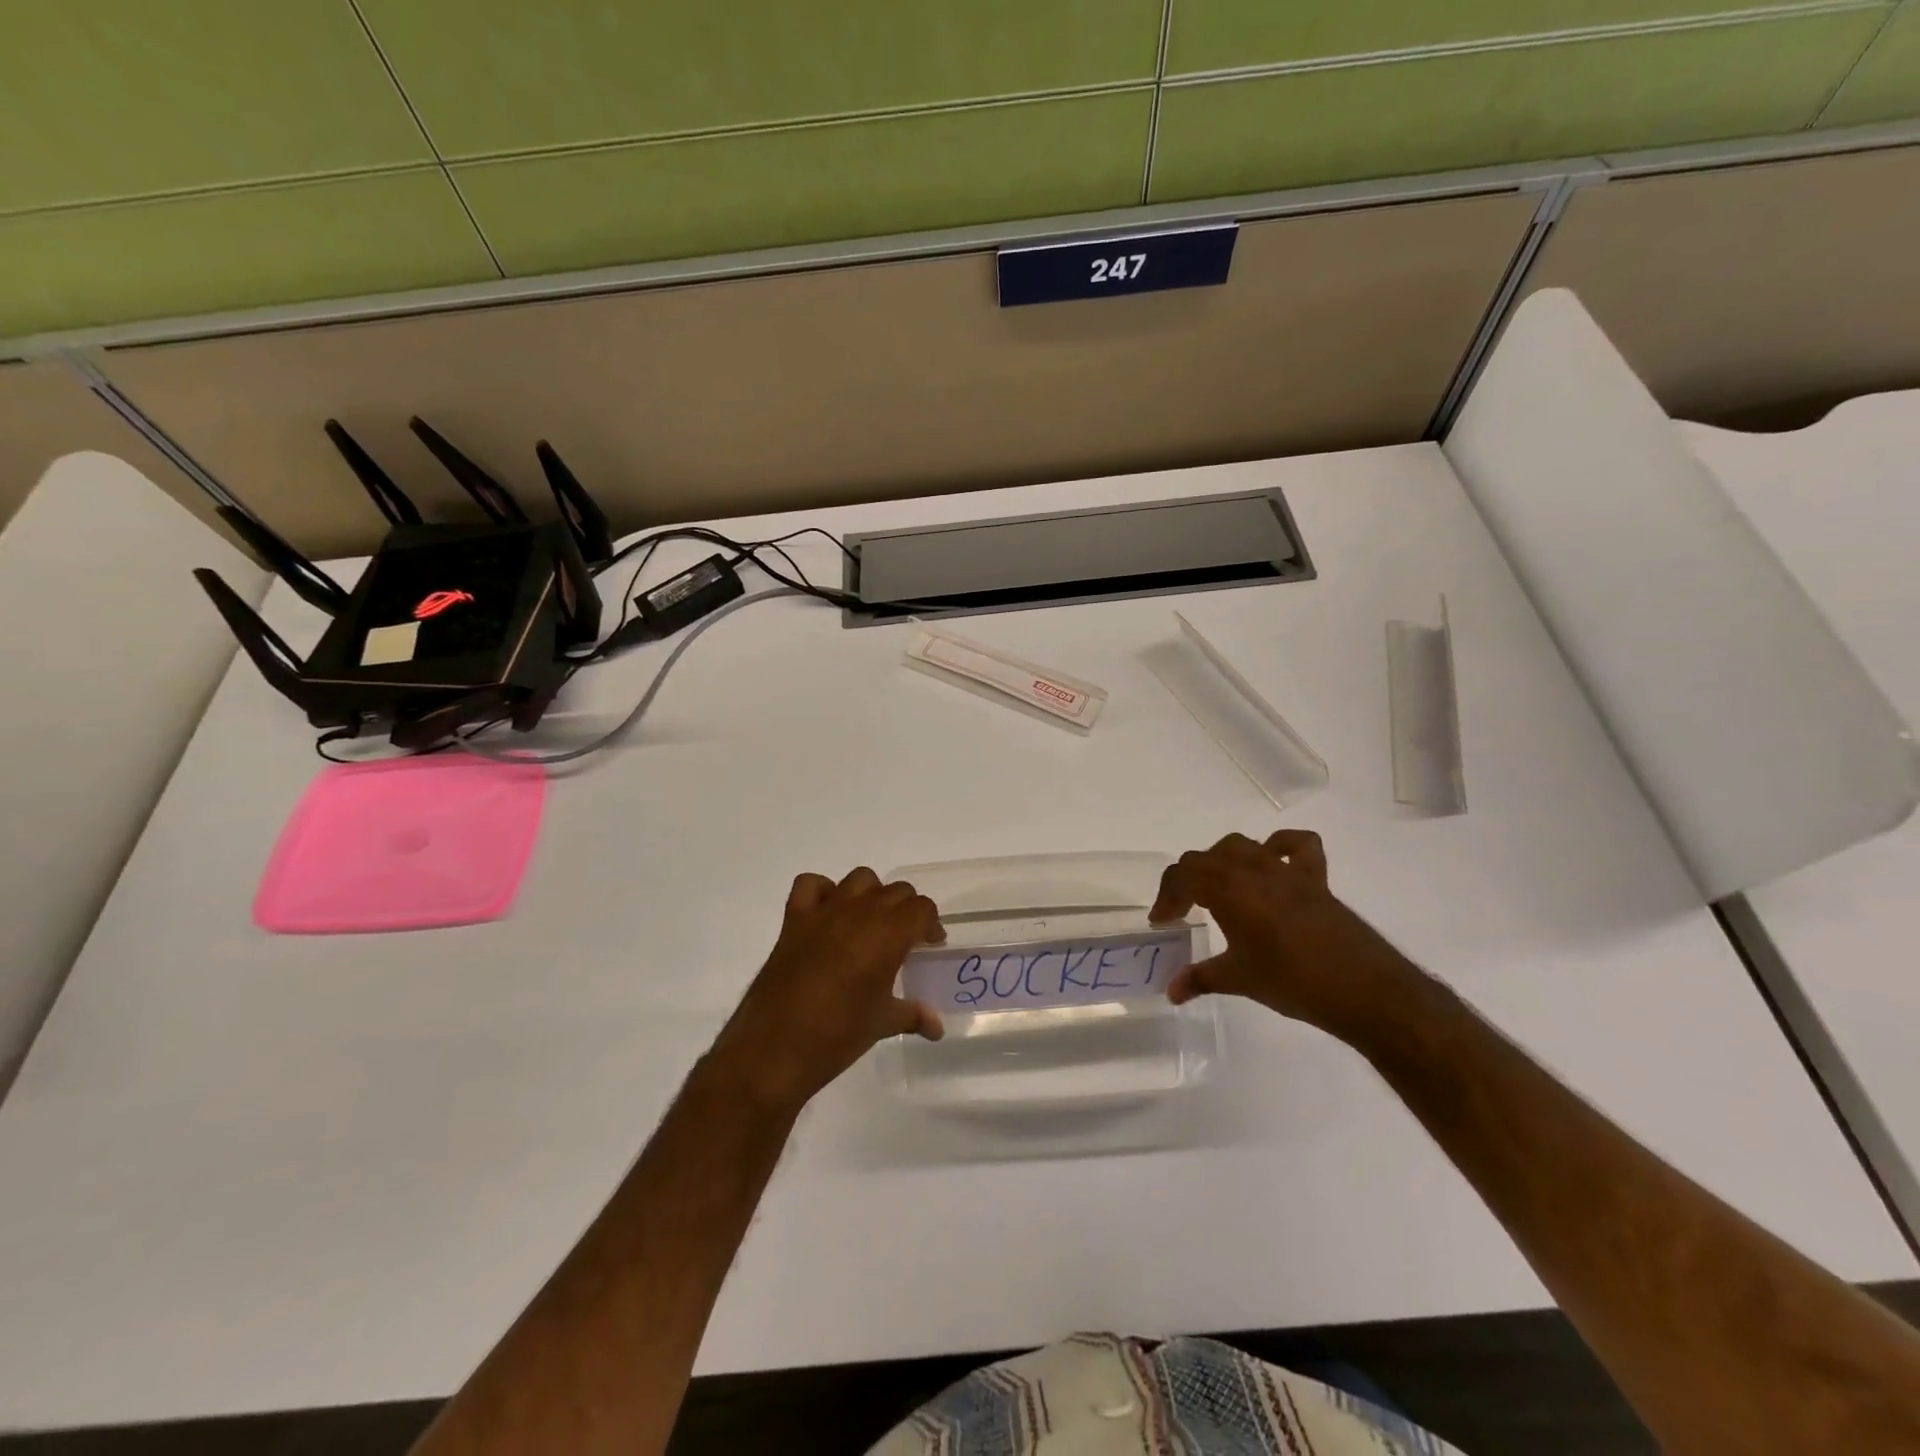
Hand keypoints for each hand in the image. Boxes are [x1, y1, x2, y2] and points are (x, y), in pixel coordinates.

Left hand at [708, 868, 944, 1113]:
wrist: (775, 1047)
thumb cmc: (838, 1035)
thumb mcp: (882, 1024)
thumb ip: (914, 1015)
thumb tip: (936, 1027)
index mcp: (888, 934)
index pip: (921, 908)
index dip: (930, 924)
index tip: (929, 944)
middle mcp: (860, 912)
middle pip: (896, 891)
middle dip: (906, 910)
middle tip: (904, 939)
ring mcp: (824, 911)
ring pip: (860, 879)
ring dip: (871, 894)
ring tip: (870, 923)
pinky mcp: (794, 919)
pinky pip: (812, 885)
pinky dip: (824, 892)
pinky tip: (828, 915)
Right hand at [1150, 830, 1422, 1039]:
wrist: (1363, 989)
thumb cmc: (1291, 981)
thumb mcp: (1237, 980)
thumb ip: (1199, 978)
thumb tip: (1171, 991)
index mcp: (1227, 889)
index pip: (1182, 877)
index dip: (1166, 897)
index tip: (1162, 922)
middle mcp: (1252, 869)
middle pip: (1204, 859)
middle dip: (1186, 881)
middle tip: (1182, 911)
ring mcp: (1286, 870)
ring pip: (1240, 846)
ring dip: (1220, 862)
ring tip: (1218, 889)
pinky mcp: (1315, 879)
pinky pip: (1297, 846)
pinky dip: (1280, 846)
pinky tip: (1272, 863)